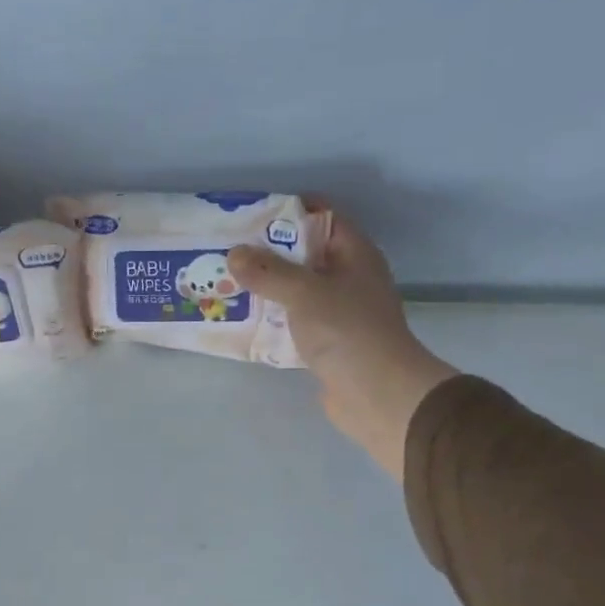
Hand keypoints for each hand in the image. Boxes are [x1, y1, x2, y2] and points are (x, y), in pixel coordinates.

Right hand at [228, 214, 457, 479]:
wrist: (377, 394)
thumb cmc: (346, 330)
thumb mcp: (304, 292)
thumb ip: (267, 272)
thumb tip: (235, 254)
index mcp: (354, 253)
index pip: (322, 216)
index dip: (288, 211)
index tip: (249, 216)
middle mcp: (349, 277)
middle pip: (304, 254)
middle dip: (267, 253)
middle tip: (228, 251)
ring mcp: (339, 312)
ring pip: (297, 290)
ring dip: (267, 288)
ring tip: (227, 283)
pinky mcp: (328, 342)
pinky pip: (294, 321)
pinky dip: (272, 319)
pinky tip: (243, 320)